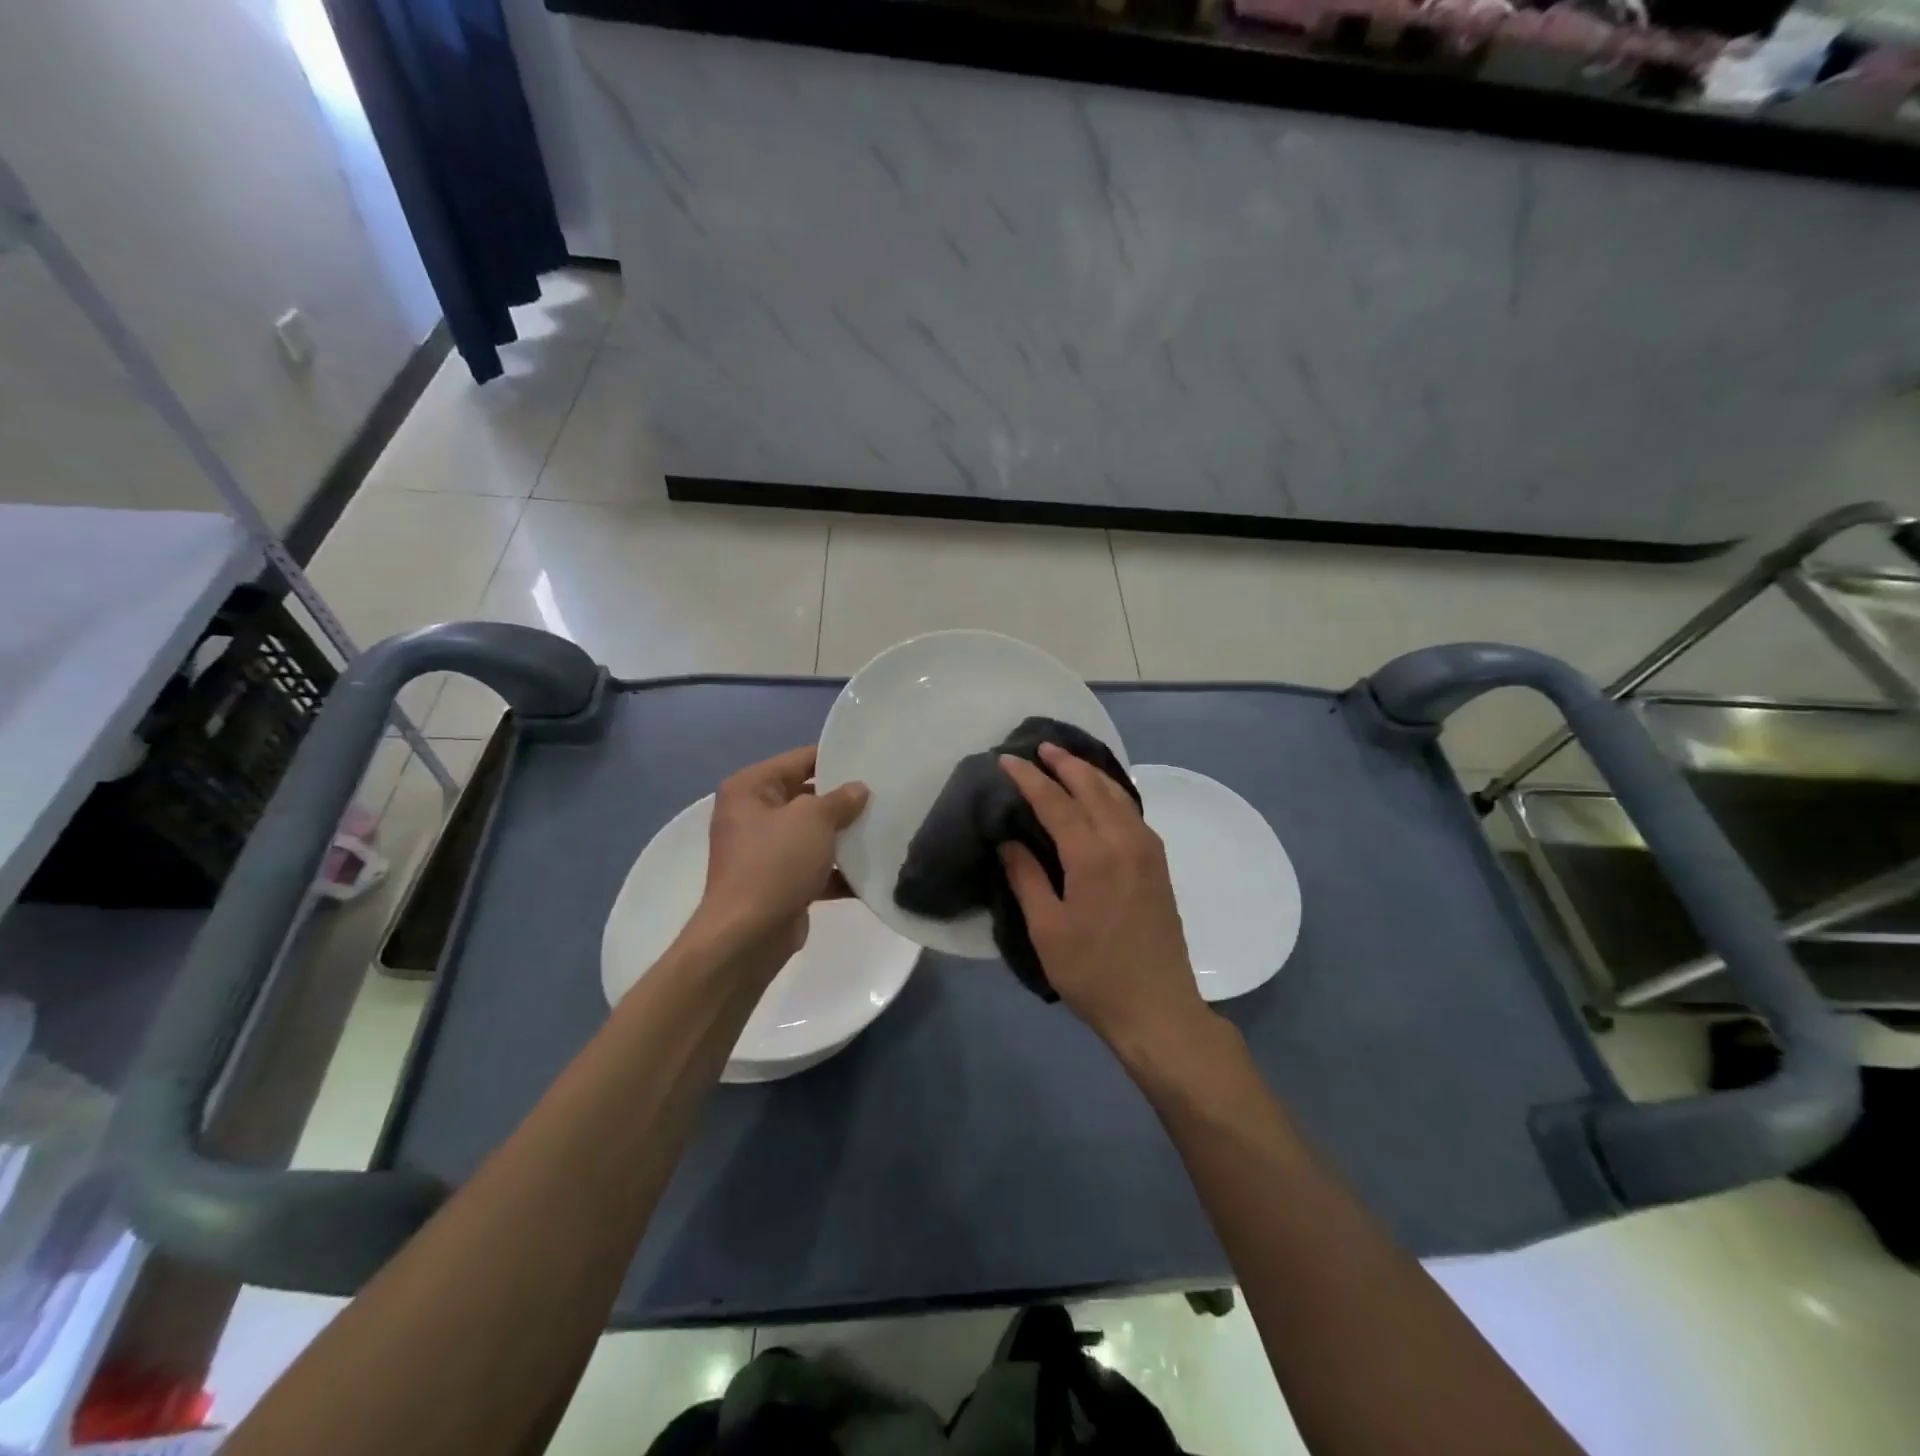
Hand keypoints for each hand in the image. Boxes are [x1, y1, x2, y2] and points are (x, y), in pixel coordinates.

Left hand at [693, 746, 869, 963]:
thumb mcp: (813, 819)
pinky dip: (838, 870)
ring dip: (843, 836)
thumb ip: (840, 799)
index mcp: (750, 788)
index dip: (834, 758)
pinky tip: (872, 871)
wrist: (748, 935)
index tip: (871, 759)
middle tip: (883, 794)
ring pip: (812, 834)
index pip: (799, 760)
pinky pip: (814, 867)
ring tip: (884, 828)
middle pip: (806, 796)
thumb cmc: (775, 863)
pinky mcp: (778, 882)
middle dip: (842, 799)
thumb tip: (858, 789)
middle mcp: (752, 814)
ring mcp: (764, 851)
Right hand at [998, 745, 1213, 1057]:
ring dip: (1090, 773)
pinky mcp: (1159, 863)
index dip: (1029, 778)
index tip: (1006, 759)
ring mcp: (1148, 850)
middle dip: (1064, 763)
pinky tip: (1100, 796)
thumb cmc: (1093, 973)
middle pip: (1092, 787)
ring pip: (1118, 795)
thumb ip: (1026, 877)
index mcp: (1093, 855)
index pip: (1056, 801)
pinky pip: (1132, 811)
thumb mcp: (1047, 929)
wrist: (1157, 1007)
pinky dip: (1111, 792)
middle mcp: (1125, 841)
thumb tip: (1008, 839)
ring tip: (1066, 761)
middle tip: (1038, 748)